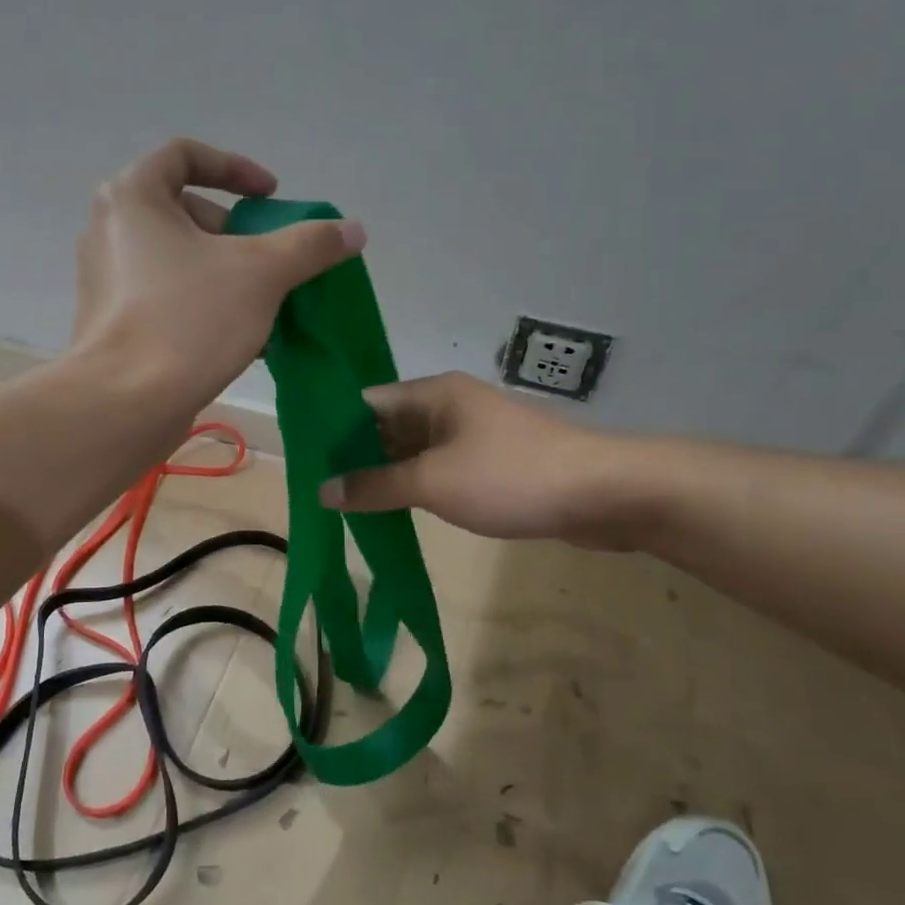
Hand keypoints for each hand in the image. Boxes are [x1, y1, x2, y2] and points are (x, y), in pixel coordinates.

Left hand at [71, 138, 365, 412]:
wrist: (126, 402)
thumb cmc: (189, 319)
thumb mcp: (262, 273)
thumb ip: (309, 245)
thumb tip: (353, 230)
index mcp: (133, 196)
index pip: (185, 155)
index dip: (236, 168)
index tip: (271, 197)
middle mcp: (111, 229)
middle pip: (185, 212)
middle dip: (236, 234)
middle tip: (267, 261)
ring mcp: (107, 278)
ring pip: (179, 260)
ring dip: (226, 274)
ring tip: (264, 307)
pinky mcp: (112, 322)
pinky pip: (166, 296)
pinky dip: (203, 304)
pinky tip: (241, 340)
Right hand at [318, 373, 670, 549]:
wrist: (602, 494)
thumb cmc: (509, 477)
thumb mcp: (431, 482)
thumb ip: (374, 485)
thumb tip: (323, 490)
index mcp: (433, 393)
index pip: (366, 403)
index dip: (333, 429)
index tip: (303, 459)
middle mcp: (451, 406)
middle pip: (389, 427)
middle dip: (355, 457)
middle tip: (316, 489)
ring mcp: (474, 435)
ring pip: (415, 452)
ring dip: (385, 476)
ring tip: (343, 504)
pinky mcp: (493, 464)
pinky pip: (440, 470)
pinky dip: (416, 487)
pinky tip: (392, 510)